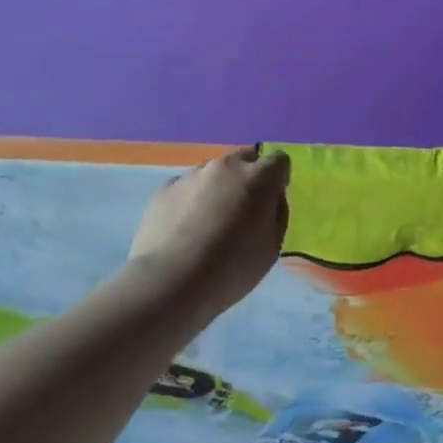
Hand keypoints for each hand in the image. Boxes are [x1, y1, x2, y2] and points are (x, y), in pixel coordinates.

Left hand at [129, 146, 289, 322]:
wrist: (169, 283)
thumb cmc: (230, 269)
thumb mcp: (272, 248)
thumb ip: (276, 215)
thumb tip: (270, 202)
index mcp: (258, 178)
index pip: (278, 159)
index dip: (278, 178)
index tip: (271, 201)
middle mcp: (226, 166)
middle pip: (245, 159)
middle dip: (248, 178)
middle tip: (241, 211)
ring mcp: (192, 174)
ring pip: (213, 172)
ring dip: (217, 189)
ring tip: (207, 224)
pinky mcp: (164, 188)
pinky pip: (185, 187)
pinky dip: (189, 200)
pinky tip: (182, 230)